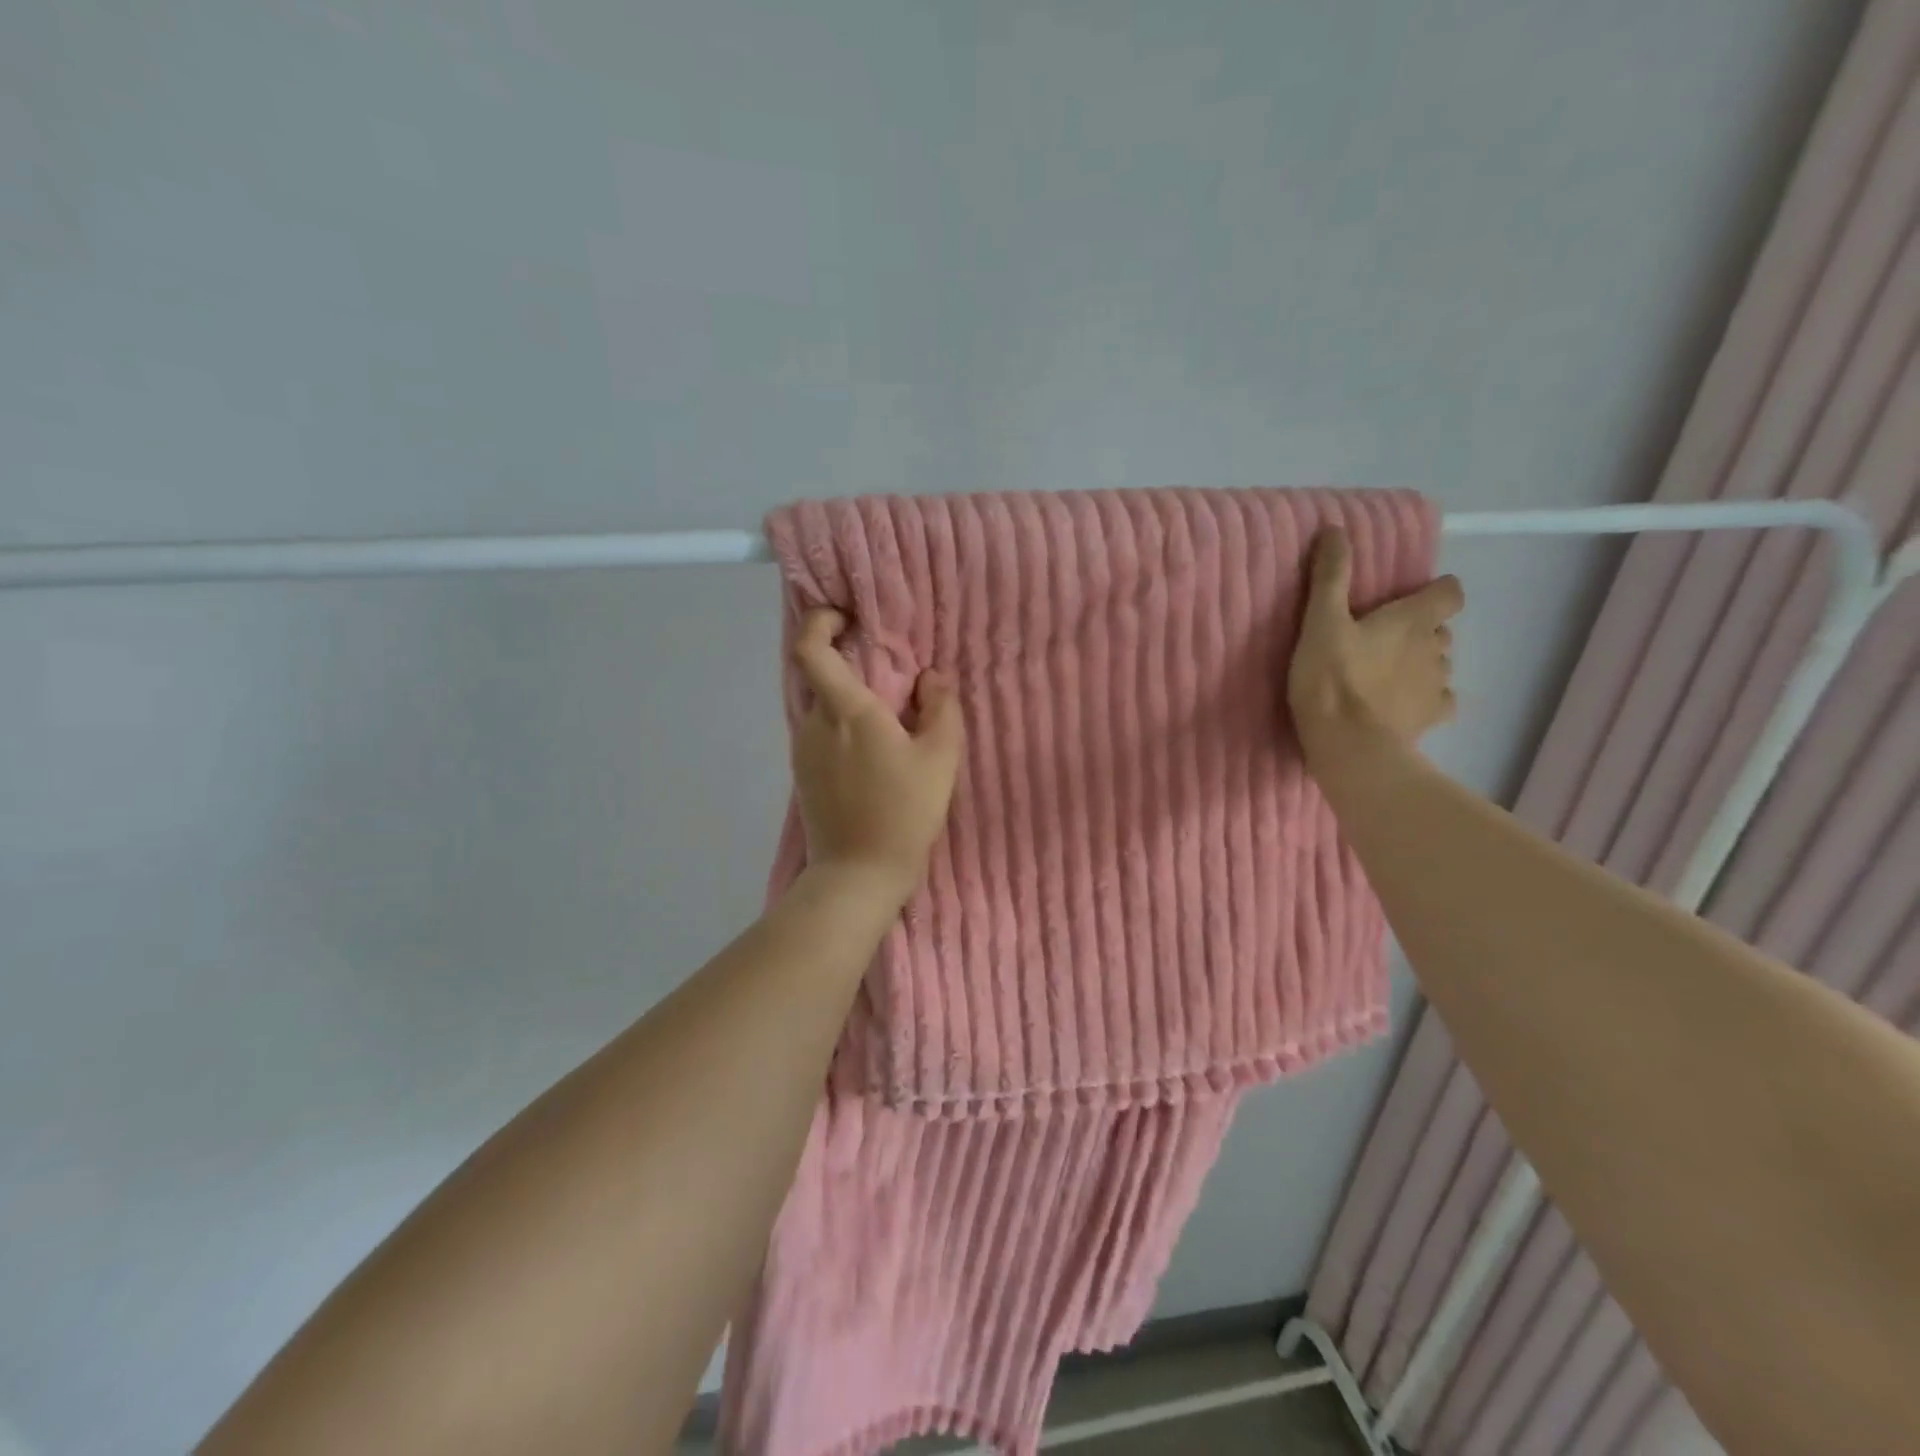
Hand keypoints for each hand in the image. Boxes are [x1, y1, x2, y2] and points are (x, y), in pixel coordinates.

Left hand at [790, 608, 964, 905]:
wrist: (858, 875)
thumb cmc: (903, 813)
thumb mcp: (940, 759)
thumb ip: (941, 708)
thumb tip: (931, 677)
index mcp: (846, 711)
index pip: (811, 649)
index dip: (820, 623)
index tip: (846, 618)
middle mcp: (814, 724)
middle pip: (819, 676)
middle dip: (848, 664)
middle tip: (887, 674)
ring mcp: (803, 751)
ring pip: (822, 708)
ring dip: (848, 701)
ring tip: (887, 720)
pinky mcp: (803, 776)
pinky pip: (821, 734)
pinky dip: (841, 727)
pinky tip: (871, 752)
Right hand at [1288, 528, 1464, 769]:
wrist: (1348, 744)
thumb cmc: (1332, 678)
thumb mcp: (1320, 622)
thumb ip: (1330, 576)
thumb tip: (1335, 528)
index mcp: (1413, 620)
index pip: (1449, 592)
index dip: (1436, 591)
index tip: (1412, 597)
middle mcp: (1436, 648)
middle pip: (1441, 630)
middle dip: (1421, 631)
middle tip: (1384, 639)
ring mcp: (1437, 685)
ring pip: (1440, 665)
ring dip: (1421, 664)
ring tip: (1388, 675)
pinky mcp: (1431, 719)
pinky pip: (1439, 702)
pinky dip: (1425, 699)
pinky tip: (1402, 706)